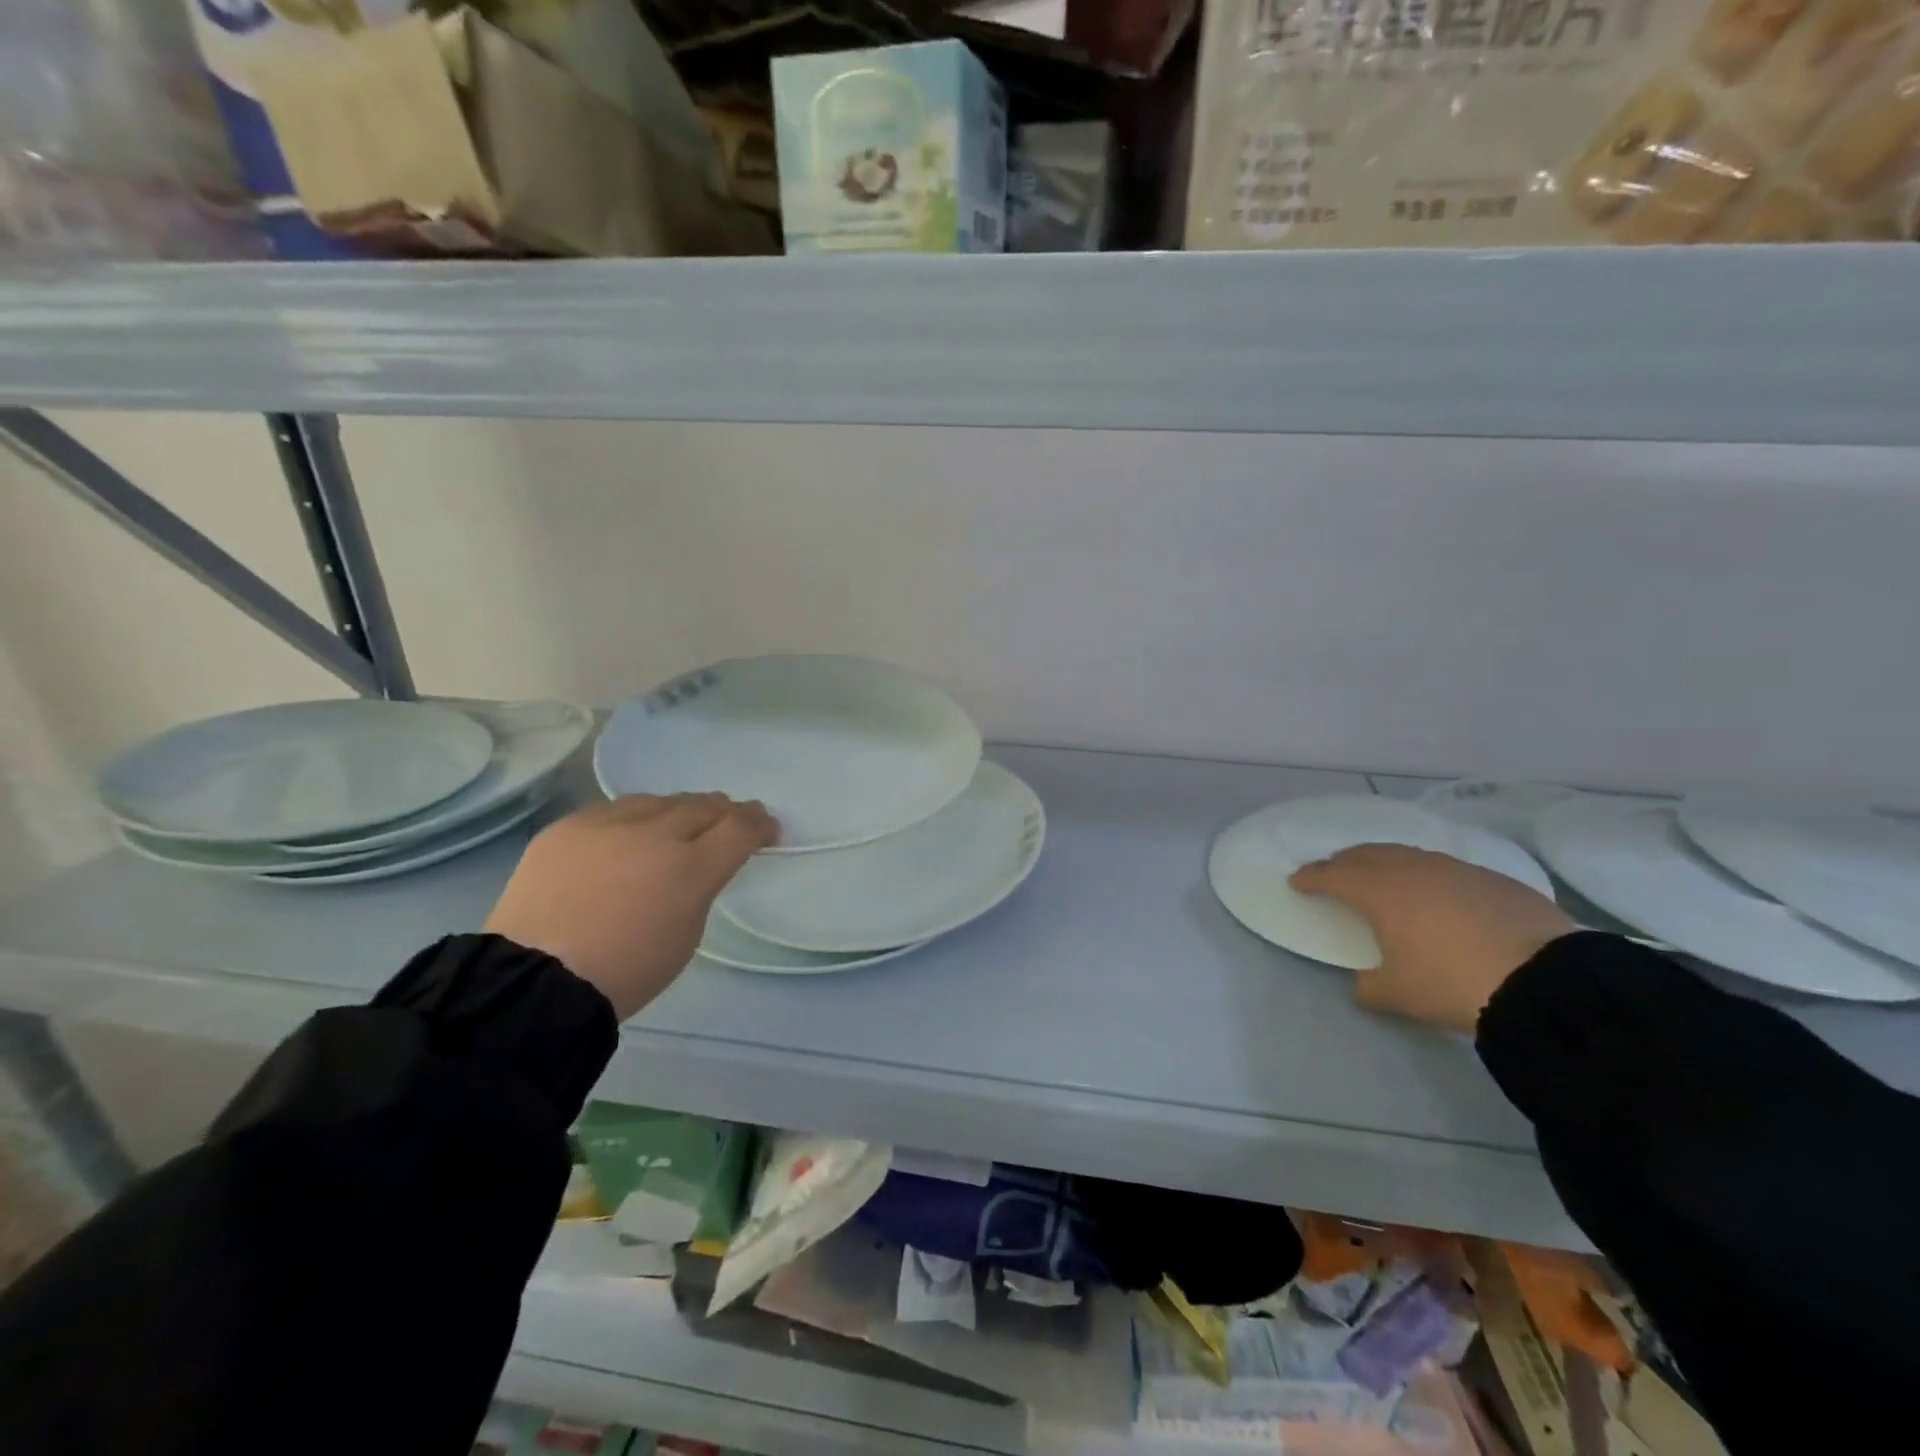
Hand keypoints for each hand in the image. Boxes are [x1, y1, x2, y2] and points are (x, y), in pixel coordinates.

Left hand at [485, 794, 778, 1019]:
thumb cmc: (625, 972)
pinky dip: (635, 819)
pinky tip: (631, 834)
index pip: (740, 828)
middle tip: (733, 819)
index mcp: (691, 869)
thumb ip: (700, 888)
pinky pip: (614, 811)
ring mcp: (608, 826)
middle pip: (704, 806)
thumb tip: (698, 865)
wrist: (535, 981)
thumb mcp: (686, 935)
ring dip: (680, 810)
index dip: (761, 824)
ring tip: (682, 822)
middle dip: (726, 811)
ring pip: (660, 801)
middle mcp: (654, 835)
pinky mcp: (568, 827)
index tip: (768, 829)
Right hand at [1288, 845, 1576, 1033]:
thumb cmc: (1453, 982)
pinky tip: (1437, 894)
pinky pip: (1445, 868)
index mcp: (1378, 891)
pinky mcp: (1493, 879)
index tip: (1297, 881)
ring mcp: (1455, 869)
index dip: (1311, 877)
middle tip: (1334, 872)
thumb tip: (1364, 983)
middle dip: (1345, 861)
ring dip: (1386, 863)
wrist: (1546, 981)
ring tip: (1383, 877)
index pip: (1332, 875)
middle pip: (1367, 854)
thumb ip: (1369, 985)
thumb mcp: (1398, 994)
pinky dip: (1427, 875)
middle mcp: (1411, 869)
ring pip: (1408, 855)